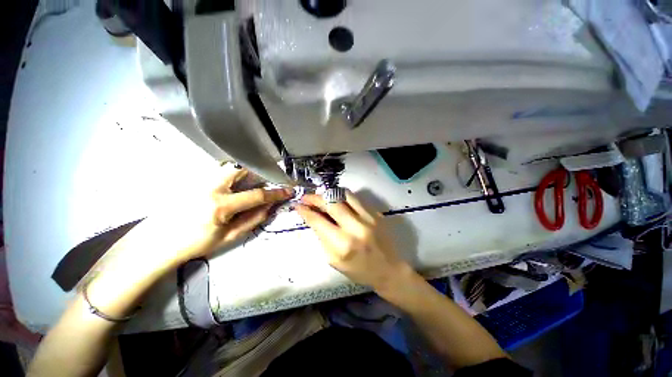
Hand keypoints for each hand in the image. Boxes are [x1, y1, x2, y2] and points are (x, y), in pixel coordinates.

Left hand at [157, 167, 292, 266]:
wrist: (158, 243)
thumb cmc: (195, 244)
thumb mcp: (229, 237)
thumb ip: (253, 219)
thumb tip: (270, 206)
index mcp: (221, 206)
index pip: (256, 195)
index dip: (275, 193)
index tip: (287, 190)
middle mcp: (211, 188)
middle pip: (241, 169)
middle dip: (257, 173)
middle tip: (265, 182)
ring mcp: (200, 181)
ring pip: (229, 168)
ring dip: (244, 173)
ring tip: (249, 184)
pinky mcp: (193, 180)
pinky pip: (218, 172)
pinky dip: (231, 175)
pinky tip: (232, 186)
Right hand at [296, 192, 410, 291]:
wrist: (388, 269)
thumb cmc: (359, 270)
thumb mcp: (334, 261)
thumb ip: (323, 238)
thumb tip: (314, 219)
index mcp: (342, 244)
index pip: (319, 221)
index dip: (306, 212)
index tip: (298, 206)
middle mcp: (355, 227)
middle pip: (331, 203)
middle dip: (315, 198)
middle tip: (307, 197)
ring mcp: (368, 218)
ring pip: (344, 195)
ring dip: (330, 194)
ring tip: (322, 197)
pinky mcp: (376, 213)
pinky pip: (356, 199)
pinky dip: (343, 197)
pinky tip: (338, 200)